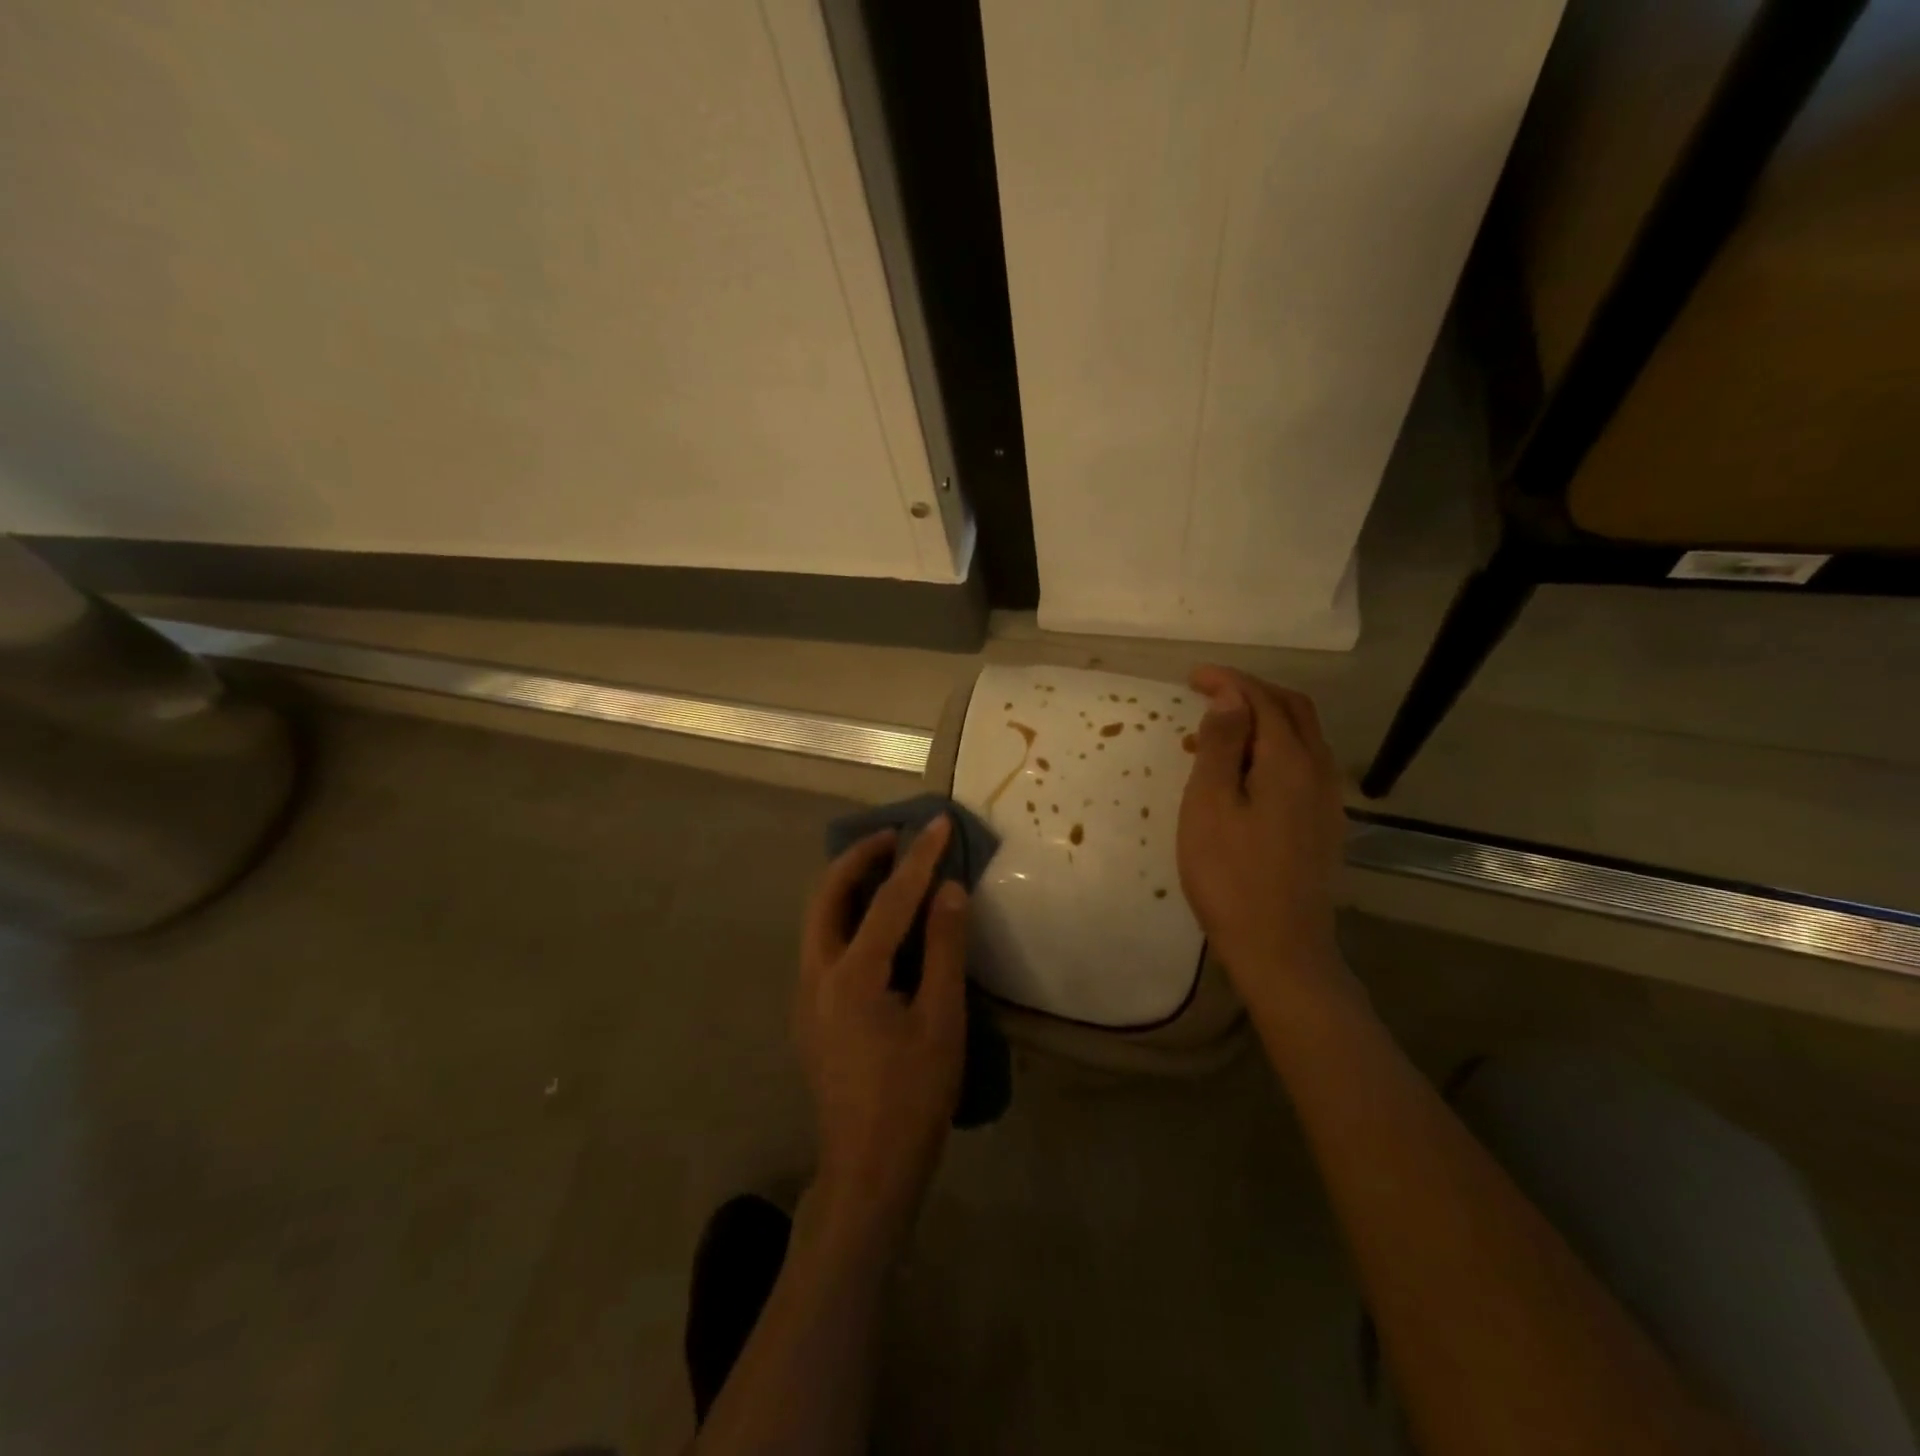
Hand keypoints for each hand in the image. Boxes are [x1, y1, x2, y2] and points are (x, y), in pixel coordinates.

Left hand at [795, 817, 968, 1251]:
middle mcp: (816, 975)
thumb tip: (949, 889)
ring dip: (848, 884)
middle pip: (827, 895)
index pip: (888, 899)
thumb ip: (943, 948)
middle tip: (895, 837)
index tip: (937, 822)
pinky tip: (876, 923)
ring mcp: (805, 995)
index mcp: (851, 975)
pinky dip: (845, 915)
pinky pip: (822, 943)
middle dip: (859, 858)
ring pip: (817, 919)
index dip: (918, 858)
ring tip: (887, 867)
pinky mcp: (809, 1013)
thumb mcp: (941, 1020)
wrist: (867, 1171)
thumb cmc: (913, 1098)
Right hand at [1177, 666, 1349, 1008]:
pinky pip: (1303, 764)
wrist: (1281, 948)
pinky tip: (1246, 770)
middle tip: (1207, 692)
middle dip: (1251, 691)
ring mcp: (1327, 800)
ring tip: (1218, 728)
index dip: (1228, 680)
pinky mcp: (1324, 824)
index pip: (1261, 700)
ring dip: (1264, 718)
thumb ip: (1220, 745)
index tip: (1191, 677)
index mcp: (1290, 761)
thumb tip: (1229, 697)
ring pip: (1302, 736)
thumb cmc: (1231, 876)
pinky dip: (1273, 747)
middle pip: (1292, 710)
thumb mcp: (1209, 805)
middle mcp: (1319, 771)